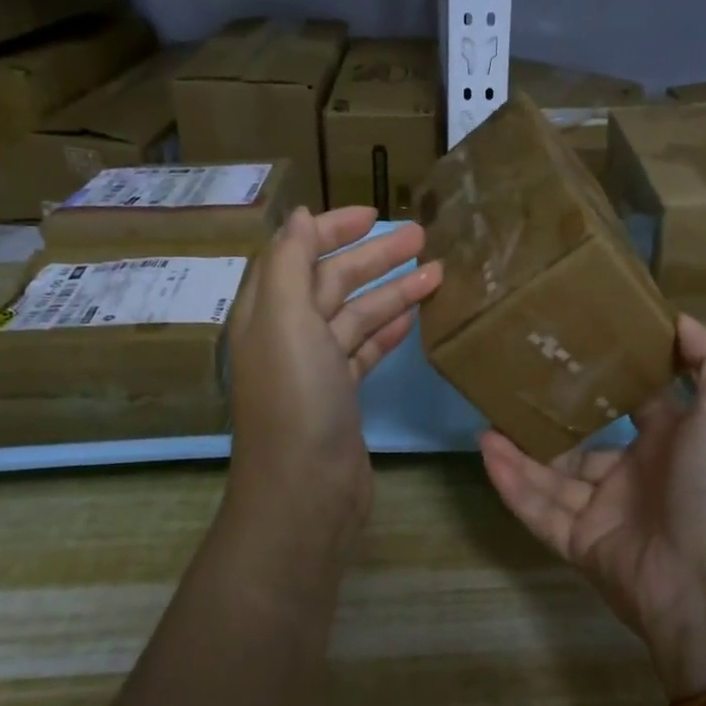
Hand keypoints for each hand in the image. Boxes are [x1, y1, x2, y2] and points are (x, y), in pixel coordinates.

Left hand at [225, 207, 441, 533]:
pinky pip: (366, 351)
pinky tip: (416, 318)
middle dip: (375, 257)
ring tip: (437, 273)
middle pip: (333, 282)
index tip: (374, 214)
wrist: (306, 492)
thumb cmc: (297, 400)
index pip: (297, 254)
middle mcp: (288, 336)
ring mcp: (316, 369)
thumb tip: (297, 216)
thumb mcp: (286, 321)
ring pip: (356, 316)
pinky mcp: (341, 397)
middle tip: (422, 237)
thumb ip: (290, 264)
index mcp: (268, 313)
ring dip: (393, 293)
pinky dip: (389, 331)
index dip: (331, 229)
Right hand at [479, 315, 705, 677]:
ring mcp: (608, 513)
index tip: (570, 346)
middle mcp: (639, 476)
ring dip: (520, 451)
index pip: (635, 402)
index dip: (607, 377)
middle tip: (513, 386)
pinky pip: (539, 511)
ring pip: (553, 477)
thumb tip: (676, 317)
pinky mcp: (582, 546)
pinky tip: (486, 452)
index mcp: (673, 443)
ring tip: (486, 420)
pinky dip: (512, 484)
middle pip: (584, 442)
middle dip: (551, 418)